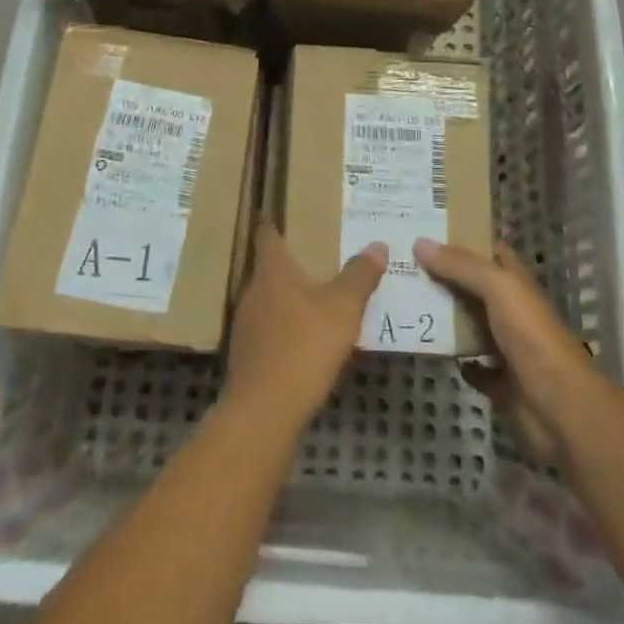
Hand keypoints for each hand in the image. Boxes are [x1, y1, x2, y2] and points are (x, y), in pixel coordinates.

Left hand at [225, 222, 384, 434]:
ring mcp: (245, 325)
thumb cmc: (304, 346)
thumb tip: (378, 244)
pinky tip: (301, 338)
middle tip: (312, 255)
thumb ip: (359, 276)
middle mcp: (252, 291)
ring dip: (285, 297)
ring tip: (311, 296)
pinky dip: (282, 327)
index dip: (273, 223)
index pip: (267, 236)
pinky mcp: (246, 356)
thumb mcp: (342, 308)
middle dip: (287, 263)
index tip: (279, 212)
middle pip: (267, 269)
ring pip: (266, 300)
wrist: (264, 410)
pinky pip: (266, 329)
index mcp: (272, 271)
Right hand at [414, 239, 599, 462]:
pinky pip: (471, 365)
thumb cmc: (532, 338)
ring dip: (442, 316)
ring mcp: (505, 346)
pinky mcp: (499, 381)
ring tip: (403, 300)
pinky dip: (455, 358)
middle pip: (470, 286)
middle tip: (400, 263)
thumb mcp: (499, 289)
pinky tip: (429, 348)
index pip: (487, 250)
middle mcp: (510, 310)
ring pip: (467, 323)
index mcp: (514, 282)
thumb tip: (420, 242)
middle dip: (441, 275)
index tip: (424, 229)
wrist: (560, 408)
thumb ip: (461, 265)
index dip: (460, 237)